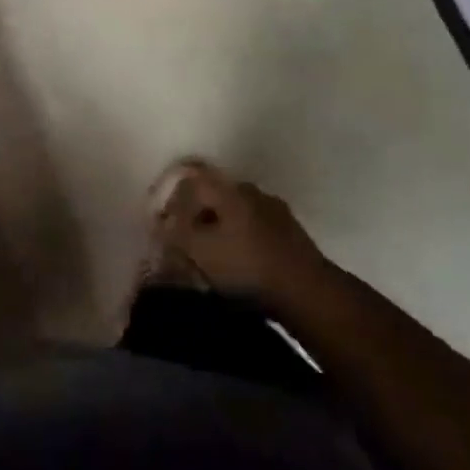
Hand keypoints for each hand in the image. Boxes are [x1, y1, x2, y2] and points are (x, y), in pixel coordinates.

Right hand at [152, 159, 330, 312]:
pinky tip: (239, 264)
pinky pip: (255, 229)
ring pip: (236, 212)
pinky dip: (241, 240)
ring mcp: (274, 210)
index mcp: (229, 189)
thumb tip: (162, 222)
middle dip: (196, 215)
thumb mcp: (201, 251)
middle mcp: (251, 191)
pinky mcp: (290, 233)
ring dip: (220, 229)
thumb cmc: (247, 267)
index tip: (162, 222)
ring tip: (211, 257)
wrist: (307, 292)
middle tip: (184, 242)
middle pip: (214, 194)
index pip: (192, 178)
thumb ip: (177, 232)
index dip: (172, 196)